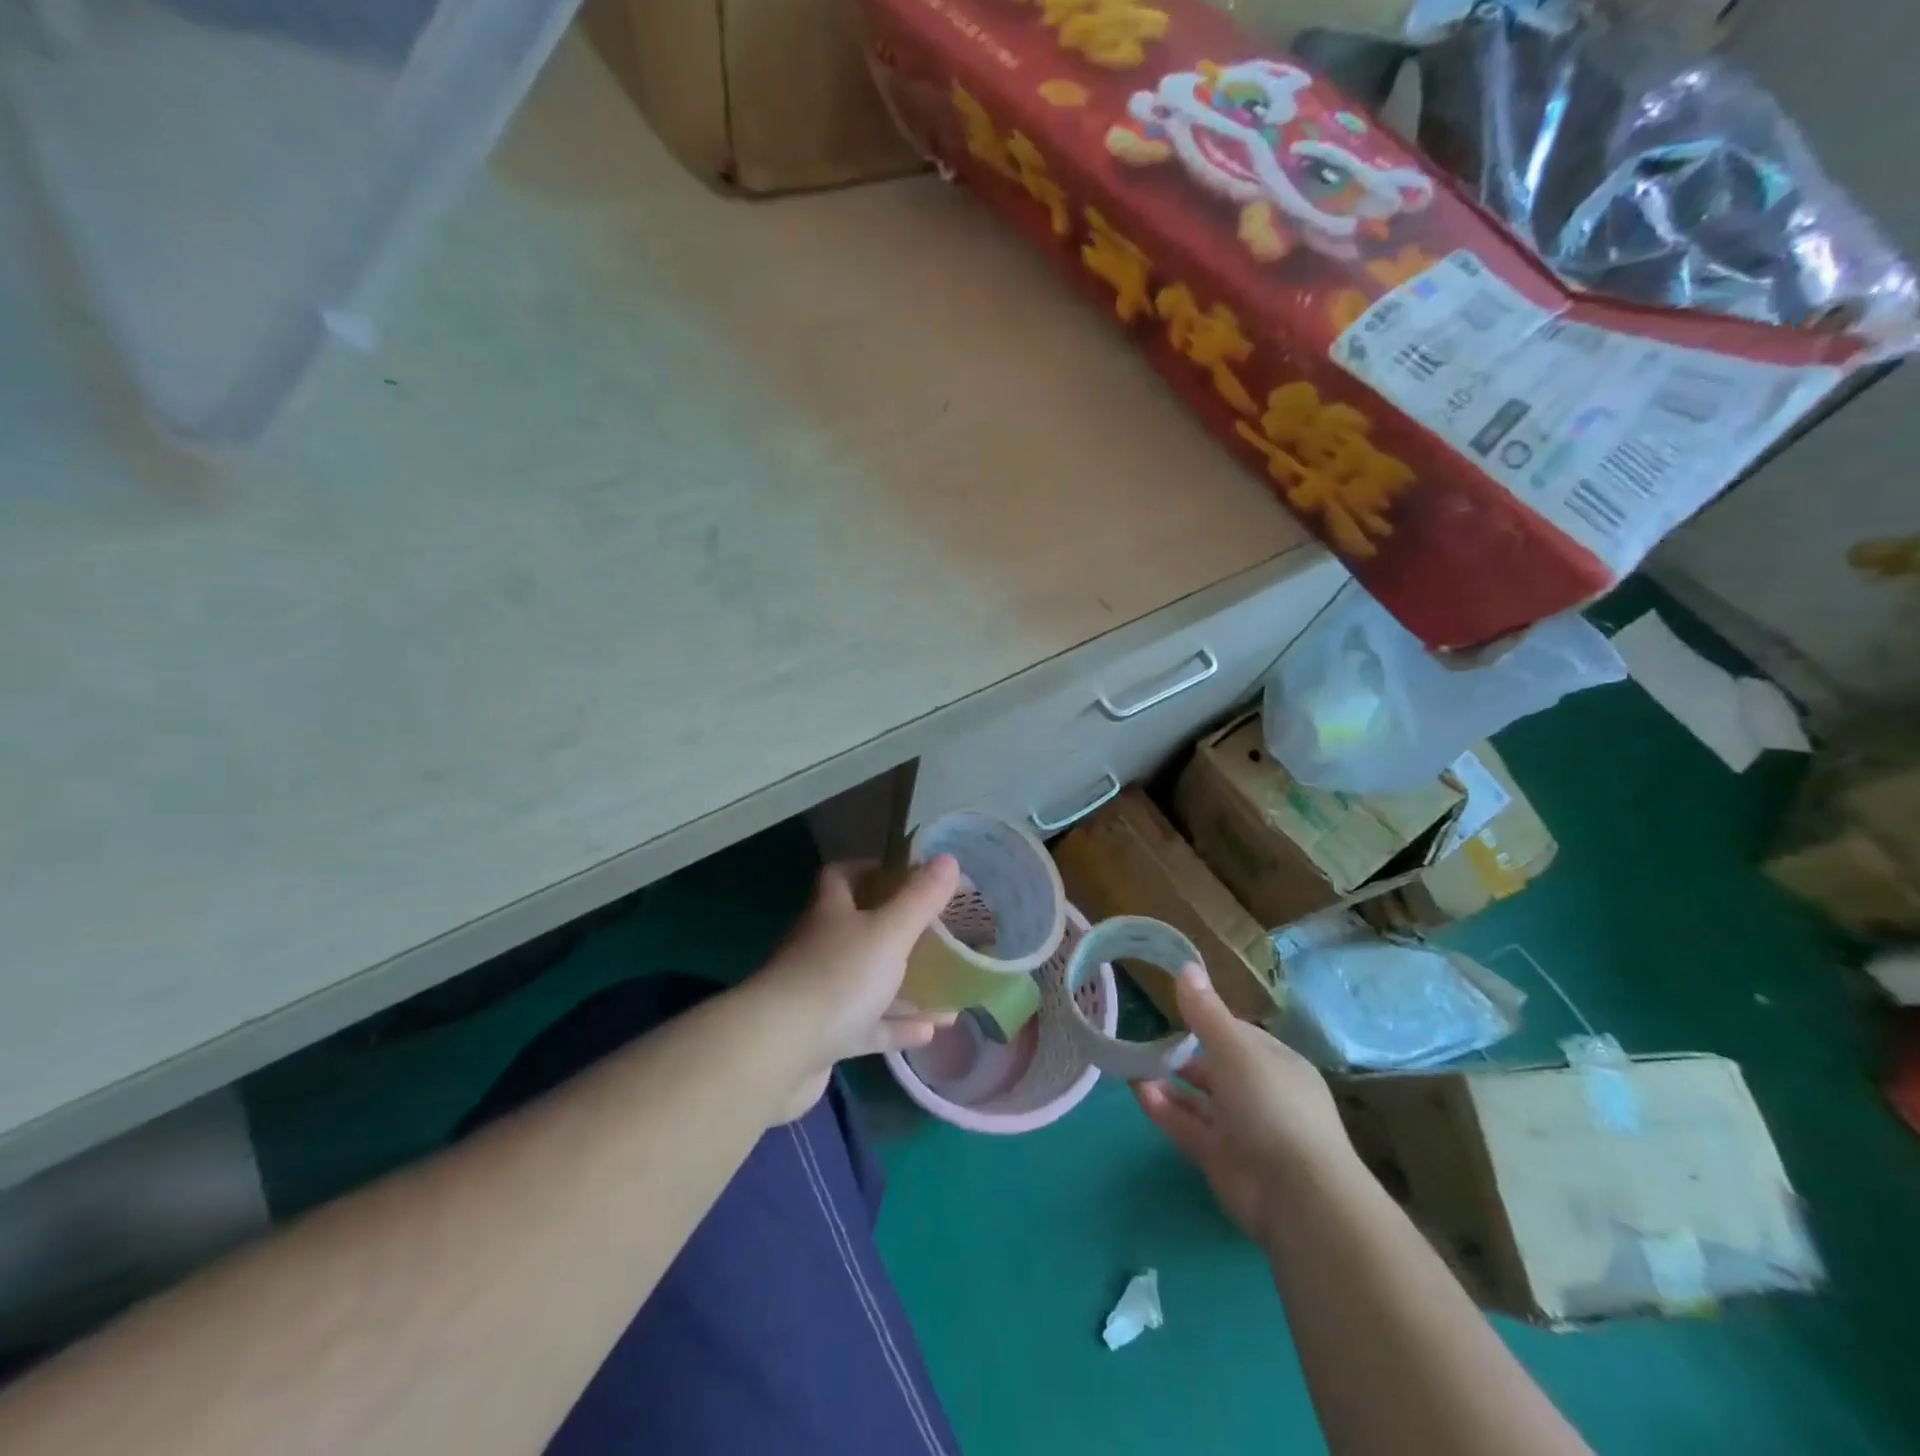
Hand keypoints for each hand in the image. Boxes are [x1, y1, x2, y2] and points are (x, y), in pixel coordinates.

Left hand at [754, 856, 961, 1122]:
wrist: (777, 1054)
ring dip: (905, 984)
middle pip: (859, 929)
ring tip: (948, 985)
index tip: (910, 875)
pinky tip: (931, 1030)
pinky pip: (868, 1026)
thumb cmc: (836, 978)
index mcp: (830, 913)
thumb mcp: (889, 933)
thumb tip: (948, 859)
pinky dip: (897, 1026)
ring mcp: (819, 995)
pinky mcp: (823, 1038)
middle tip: (940, 933)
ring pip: (868, 981)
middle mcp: (821, 948)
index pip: (843, 876)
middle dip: (898, 931)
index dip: (873, 870)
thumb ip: (920, 899)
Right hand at [1134, 964, 1353, 1244]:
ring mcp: (1242, 1130)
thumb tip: (1185, 965)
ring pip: (1198, 1100)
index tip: (1173, 1010)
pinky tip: (1138, 1092)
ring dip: (1168, 1082)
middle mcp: (1261, 1094)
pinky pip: (1188, 1127)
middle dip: (1182, 1055)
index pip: (1237, 1035)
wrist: (1298, 1196)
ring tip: (1133, 1064)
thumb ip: (1206, 1012)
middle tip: (1144, 1039)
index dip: (1206, 1021)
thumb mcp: (1236, 1049)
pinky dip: (1164, 1110)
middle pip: (1216, 1068)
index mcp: (1276, 1064)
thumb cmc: (1272, 1106)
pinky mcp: (1221, 1160)